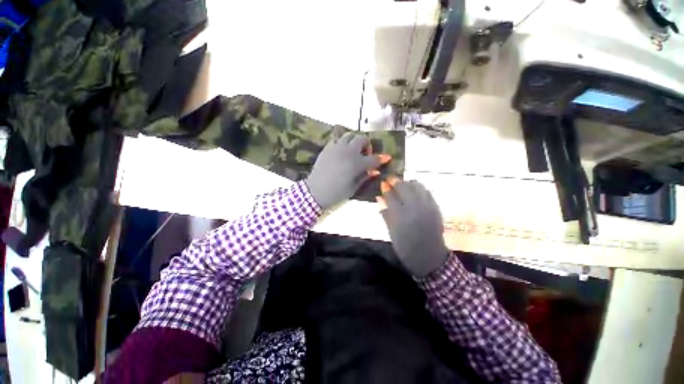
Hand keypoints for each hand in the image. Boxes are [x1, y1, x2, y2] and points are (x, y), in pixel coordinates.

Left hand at [306, 132, 390, 209]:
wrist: (315, 191)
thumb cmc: (336, 193)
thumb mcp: (353, 188)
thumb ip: (365, 177)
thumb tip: (375, 171)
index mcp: (356, 163)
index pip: (373, 159)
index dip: (381, 158)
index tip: (386, 158)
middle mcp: (348, 152)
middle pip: (361, 139)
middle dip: (367, 145)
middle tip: (365, 154)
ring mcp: (336, 148)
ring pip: (349, 135)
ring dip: (354, 140)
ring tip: (353, 150)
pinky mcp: (327, 148)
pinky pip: (337, 139)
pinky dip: (342, 142)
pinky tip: (341, 151)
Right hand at [377, 179, 449, 278]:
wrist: (429, 256)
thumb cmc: (405, 247)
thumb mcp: (391, 232)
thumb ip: (385, 213)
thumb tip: (379, 197)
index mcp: (400, 217)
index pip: (391, 196)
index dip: (385, 188)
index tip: (382, 183)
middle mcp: (414, 208)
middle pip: (404, 187)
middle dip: (395, 181)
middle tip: (390, 180)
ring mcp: (426, 206)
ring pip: (417, 186)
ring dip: (407, 183)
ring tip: (402, 185)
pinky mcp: (435, 207)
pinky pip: (426, 191)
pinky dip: (418, 188)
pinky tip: (414, 190)